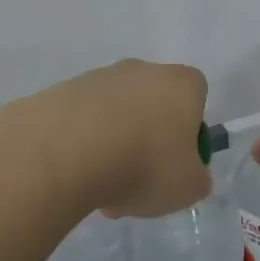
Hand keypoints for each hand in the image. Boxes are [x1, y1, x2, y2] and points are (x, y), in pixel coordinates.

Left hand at [41, 58, 210, 218]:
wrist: (67, 152)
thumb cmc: (145, 164)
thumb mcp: (189, 187)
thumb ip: (196, 177)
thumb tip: (188, 172)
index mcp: (181, 84)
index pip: (196, 96)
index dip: (189, 130)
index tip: (176, 161)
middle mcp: (142, 70)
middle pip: (153, 106)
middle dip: (147, 142)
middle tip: (138, 182)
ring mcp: (99, 77)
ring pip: (116, 116)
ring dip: (113, 147)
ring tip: (100, 189)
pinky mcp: (63, 91)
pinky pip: (83, 121)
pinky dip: (83, 145)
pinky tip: (75, 175)